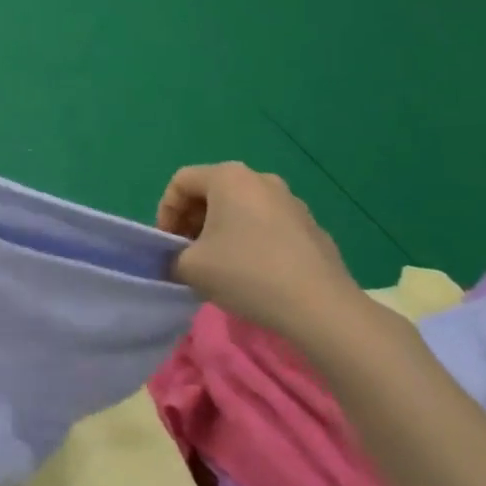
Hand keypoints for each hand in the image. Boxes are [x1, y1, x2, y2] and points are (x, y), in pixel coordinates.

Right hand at [156, 162, 360, 336]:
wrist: (321, 308)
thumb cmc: (246, 273)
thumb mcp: (190, 267)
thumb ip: (172, 256)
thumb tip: (179, 259)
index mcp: (229, 177)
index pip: (181, 181)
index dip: (165, 212)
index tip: (167, 245)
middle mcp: (261, 179)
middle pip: (212, 192)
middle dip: (193, 221)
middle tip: (188, 254)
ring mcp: (292, 202)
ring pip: (242, 208)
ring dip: (222, 231)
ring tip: (220, 265)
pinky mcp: (312, 228)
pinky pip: (268, 226)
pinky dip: (252, 241)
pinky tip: (255, 274)